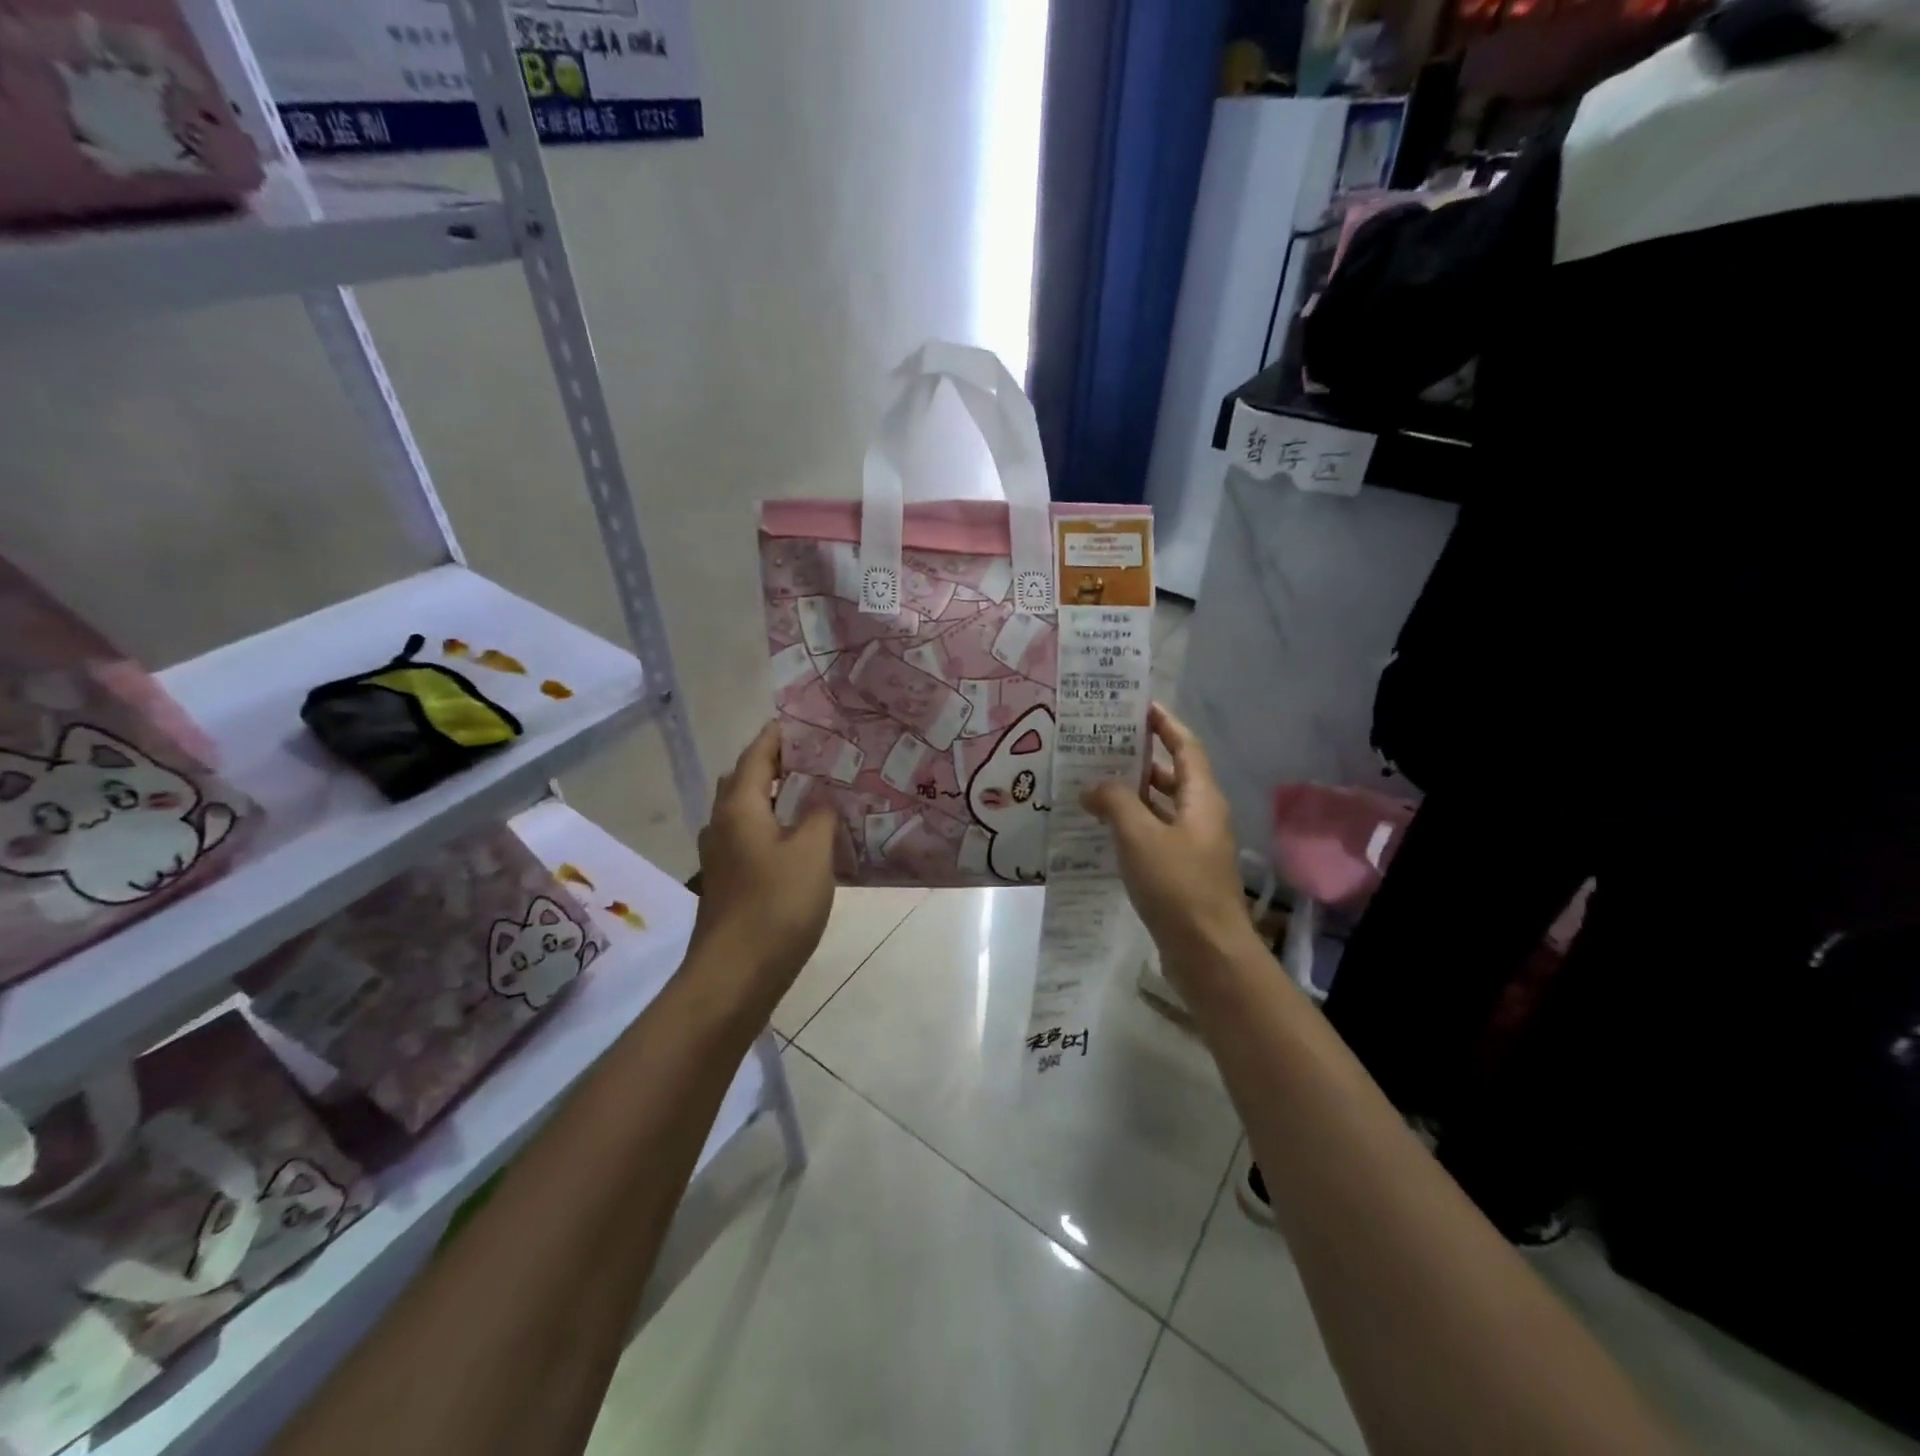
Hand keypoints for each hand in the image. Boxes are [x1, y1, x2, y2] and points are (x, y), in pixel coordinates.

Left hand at [688, 721, 836, 1007]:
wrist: (735, 975)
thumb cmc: (776, 906)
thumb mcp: (812, 853)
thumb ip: (819, 816)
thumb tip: (820, 798)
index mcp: (739, 808)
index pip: (756, 755)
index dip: (778, 736)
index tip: (805, 722)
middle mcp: (722, 825)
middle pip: (742, 780)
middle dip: (773, 764)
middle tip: (814, 758)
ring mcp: (720, 856)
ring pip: (743, 811)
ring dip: (770, 797)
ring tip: (809, 794)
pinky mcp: (727, 882)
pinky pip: (748, 837)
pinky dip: (770, 826)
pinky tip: (798, 841)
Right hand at [1082, 704, 1257, 982]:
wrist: (1208, 953)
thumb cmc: (1178, 886)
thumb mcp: (1140, 836)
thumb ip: (1115, 803)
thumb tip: (1093, 786)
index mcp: (1202, 799)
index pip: (1186, 747)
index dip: (1165, 724)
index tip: (1140, 706)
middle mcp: (1203, 816)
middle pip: (1174, 775)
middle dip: (1141, 759)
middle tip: (1102, 746)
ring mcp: (1194, 846)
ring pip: (1162, 808)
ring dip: (1133, 795)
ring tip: (1093, 784)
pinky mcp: (1183, 872)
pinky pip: (1155, 835)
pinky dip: (1132, 826)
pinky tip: (1103, 830)